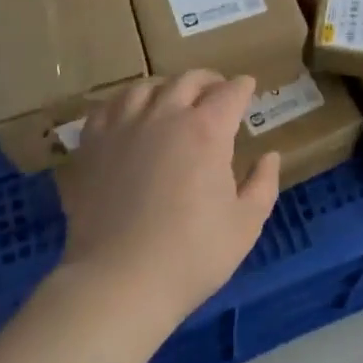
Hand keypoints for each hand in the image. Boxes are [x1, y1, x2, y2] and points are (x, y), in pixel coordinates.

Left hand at [57, 72, 279, 327]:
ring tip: (172, 99)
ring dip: (167, 87)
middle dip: (209, 81)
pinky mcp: (92, 145)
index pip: (230, 92)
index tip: (248, 89)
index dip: (243, 88)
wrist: (118, 282)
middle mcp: (165, 116)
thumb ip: (263, 184)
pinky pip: (108, 107)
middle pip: (189, 80)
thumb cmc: (191, 255)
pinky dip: (125, 102)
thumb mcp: (245, 224)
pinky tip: (130, 115)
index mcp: (206, 130)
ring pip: (146, 86)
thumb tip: (269, 156)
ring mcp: (123, 127)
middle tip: (217, 91)